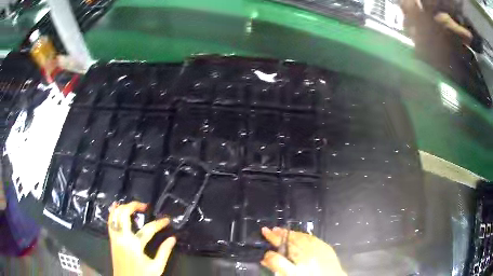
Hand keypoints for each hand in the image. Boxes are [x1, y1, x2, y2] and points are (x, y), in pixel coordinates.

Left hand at [108, 201, 176, 275]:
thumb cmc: (142, 275)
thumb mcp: (157, 267)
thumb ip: (164, 252)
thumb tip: (173, 239)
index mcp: (135, 245)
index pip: (149, 229)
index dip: (159, 223)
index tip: (167, 220)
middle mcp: (122, 237)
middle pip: (125, 214)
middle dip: (134, 206)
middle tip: (145, 206)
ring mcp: (115, 238)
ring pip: (115, 216)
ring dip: (122, 207)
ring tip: (132, 204)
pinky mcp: (112, 240)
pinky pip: (110, 222)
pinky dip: (112, 213)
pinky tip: (115, 207)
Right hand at [261, 227, 346, 275]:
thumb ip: (278, 267)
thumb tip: (265, 259)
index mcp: (298, 267)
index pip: (279, 255)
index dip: (270, 248)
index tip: (264, 240)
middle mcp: (307, 257)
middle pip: (289, 243)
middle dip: (277, 236)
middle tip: (267, 229)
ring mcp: (318, 250)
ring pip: (301, 238)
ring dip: (289, 233)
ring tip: (279, 229)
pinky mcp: (326, 247)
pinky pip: (312, 238)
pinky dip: (302, 235)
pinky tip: (297, 234)